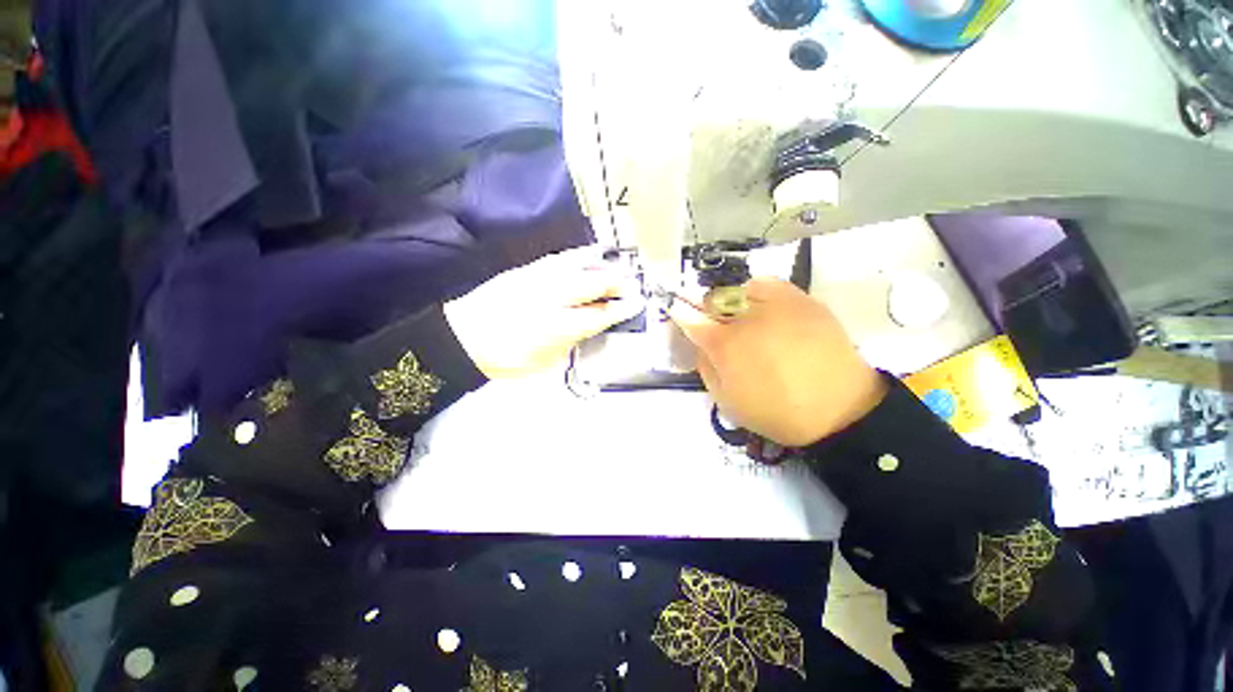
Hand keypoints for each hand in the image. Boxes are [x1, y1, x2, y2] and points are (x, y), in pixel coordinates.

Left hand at [444, 246, 642, 378]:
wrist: (463, 338)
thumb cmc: (506, 359)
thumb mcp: (545, 362)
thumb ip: (570, 342)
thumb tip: (587, 328)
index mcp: (559, 326)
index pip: (599, 314)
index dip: (621, 309)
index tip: (638, 302)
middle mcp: (552, 298)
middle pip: (592, 284)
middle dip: (616, 282)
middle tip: (632, 281)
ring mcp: (538, 280)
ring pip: (577, 266)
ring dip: (600, 264)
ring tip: (616, 262)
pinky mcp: (526, 270)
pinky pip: (558, 258)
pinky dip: (577, 255)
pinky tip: (588, 252)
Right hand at [670, 278, 886, 446]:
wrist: (839, 410)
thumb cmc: (775, 412)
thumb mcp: (726, 401)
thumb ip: (705, 367)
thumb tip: (700, 342)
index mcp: (724, 345)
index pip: (689, 318)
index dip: (681, 315)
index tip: (679, 316)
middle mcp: (746, 317)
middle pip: (711, 299)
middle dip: (707, 311)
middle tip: (716, 328)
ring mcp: (776, 305)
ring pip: (738, 289)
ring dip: (731, 302)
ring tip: (743, 319)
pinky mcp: (802, 300)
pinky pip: (769, 283)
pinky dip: (758, 291)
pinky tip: (764, 308)